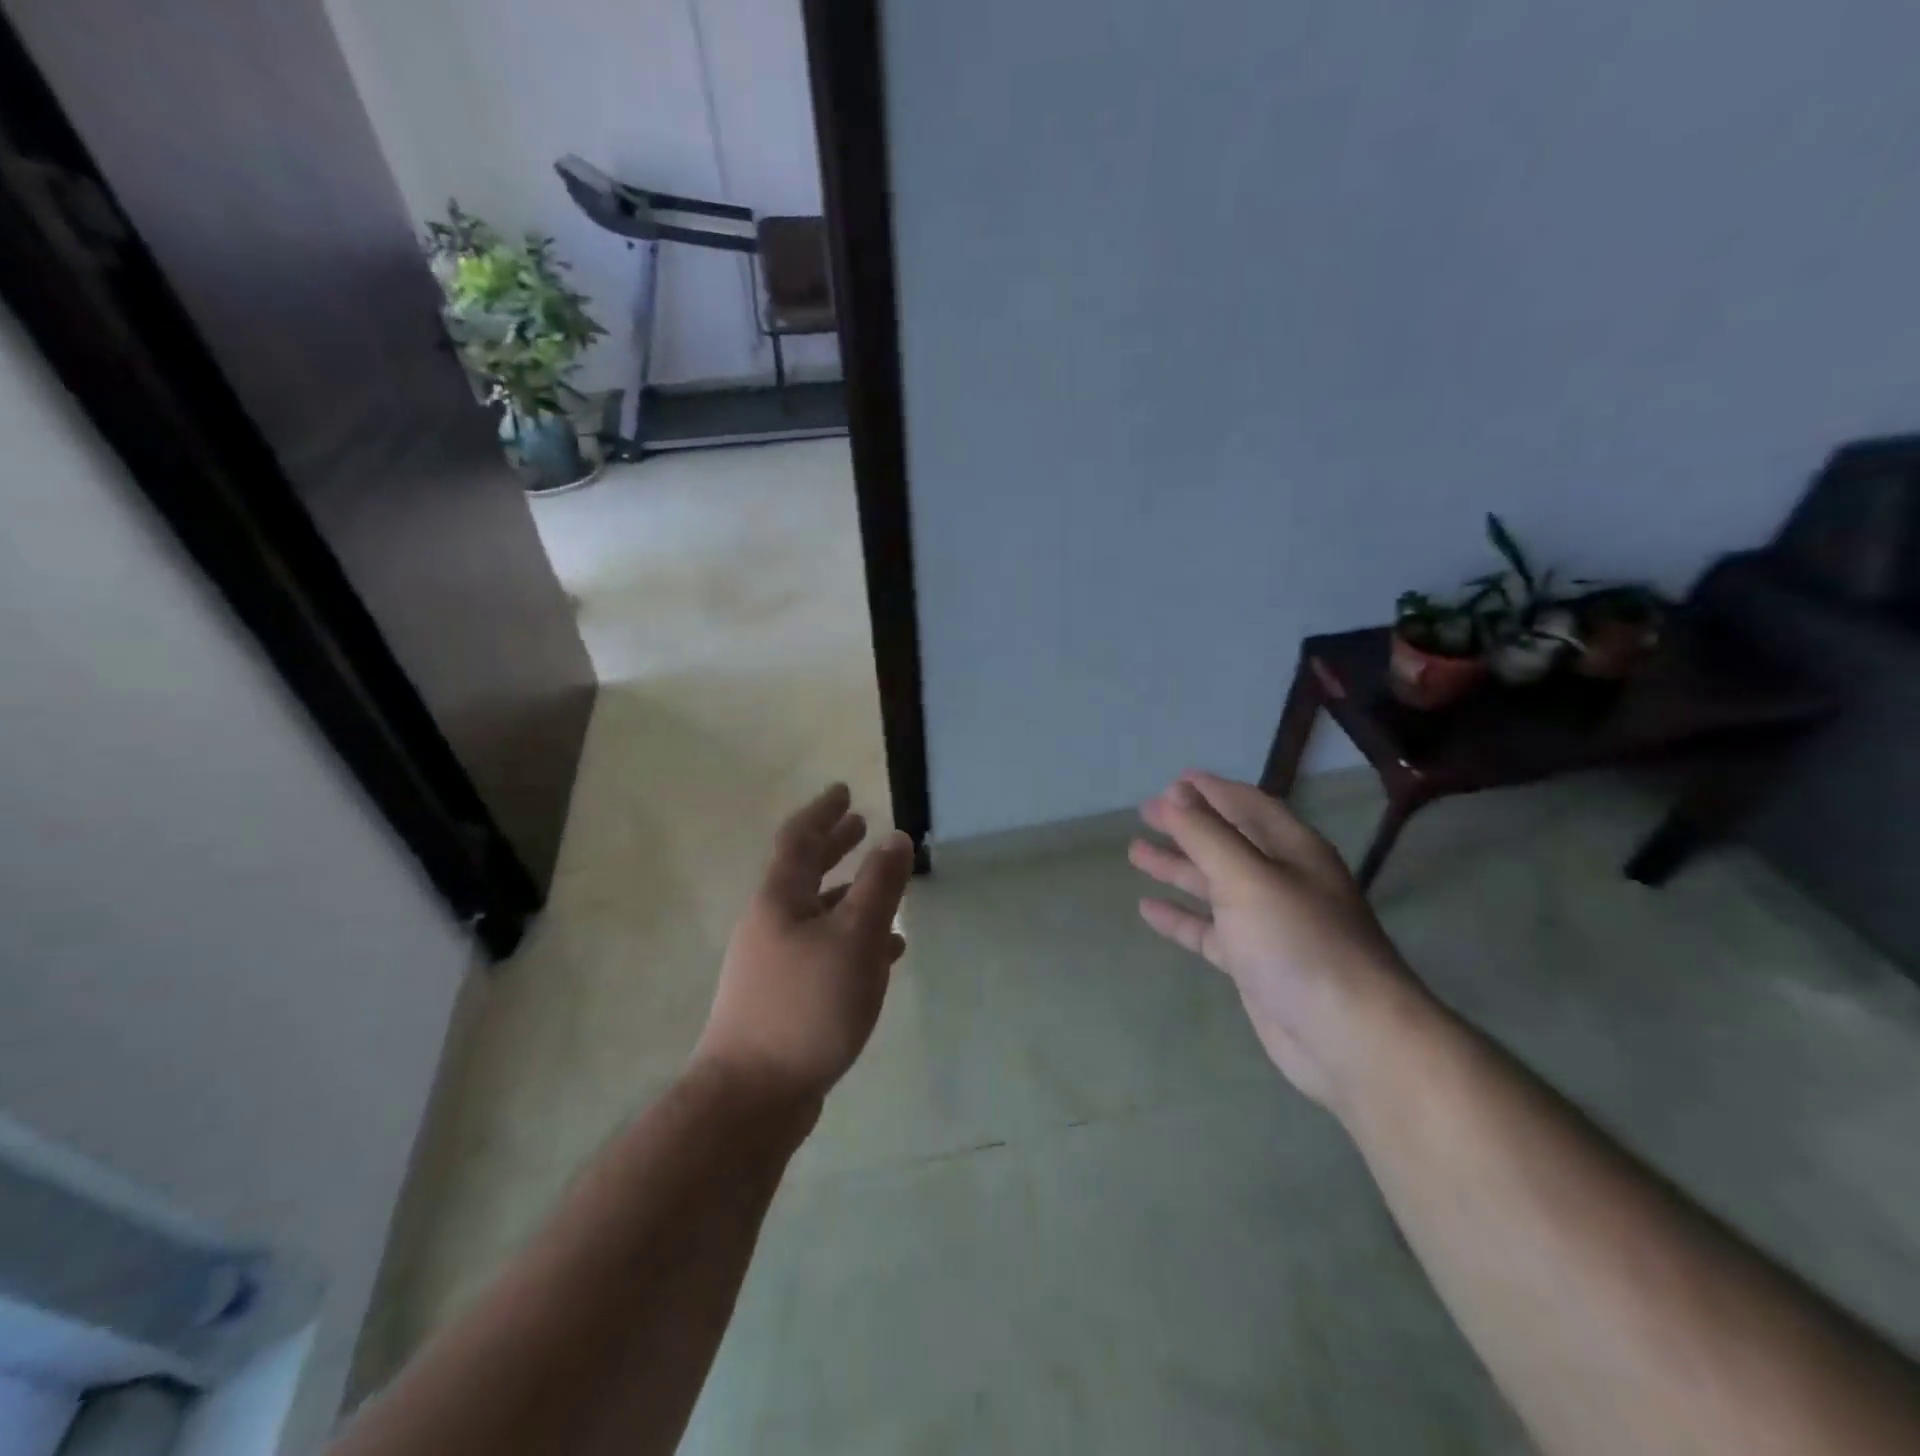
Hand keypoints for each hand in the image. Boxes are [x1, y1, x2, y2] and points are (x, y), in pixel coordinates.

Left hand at [693, 784, 913, 1110]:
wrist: (752, 1096)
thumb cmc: (806, 1006)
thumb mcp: (854, 939)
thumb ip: (878, 886)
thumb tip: (896, 838)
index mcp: (780, 900)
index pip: (799, 839)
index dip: (822, 812)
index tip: (843, 791)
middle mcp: (770, 924)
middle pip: (804, 873)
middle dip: (833, 847)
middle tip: (860, 826)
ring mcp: (772, 963)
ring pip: (817, 914)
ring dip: (848, 896)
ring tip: (883, 890)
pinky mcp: (783, 997)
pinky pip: (823, 951)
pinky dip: (851, 941)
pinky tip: (883, 957)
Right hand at [1129, 771, 1422, 1104]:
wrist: (1348, 1036)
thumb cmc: (1298, 941)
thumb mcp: (1247, 877)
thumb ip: (1206, 835)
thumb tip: (1174, 795)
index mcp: (1293, 850)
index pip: (1248, 805)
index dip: (1212, 790)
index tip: (1173, 780)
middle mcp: (1283, 881)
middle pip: (1227, 842)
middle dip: (1187, 826)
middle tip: (1145, 812)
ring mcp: (1269, 924)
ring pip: (1214, 885)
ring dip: (1178, 867)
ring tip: (1135, 852)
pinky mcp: (1254, 964)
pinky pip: (1209, 930)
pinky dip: (1181, 917)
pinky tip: (1148, 909)